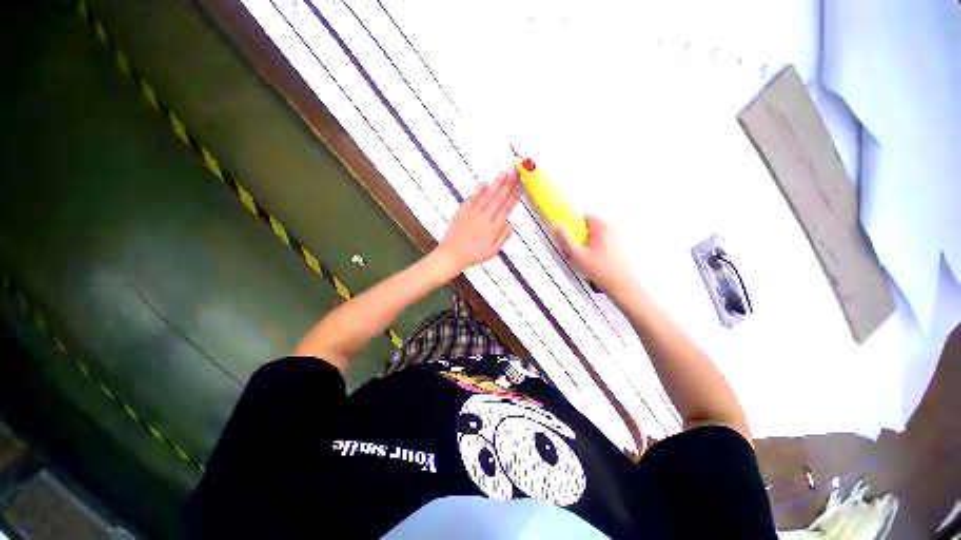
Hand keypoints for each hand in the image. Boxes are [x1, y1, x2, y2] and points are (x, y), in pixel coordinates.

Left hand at [436, 169, 520, 271]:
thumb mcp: (493, 251)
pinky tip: (486, 181)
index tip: (520, 186)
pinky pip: (473, 196)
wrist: (452, 254)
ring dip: (497, 183)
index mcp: (493, 228)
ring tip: (505, 172)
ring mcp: (473, 212)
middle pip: (499, 198)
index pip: (506, 209)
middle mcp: (485, 218)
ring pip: (488, 195)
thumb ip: (504, 236)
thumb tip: (515, 223)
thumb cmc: (473, 254)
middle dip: (509, 184)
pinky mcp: (463, 210)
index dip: (514, 197)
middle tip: (516, 172)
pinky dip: (479, 188)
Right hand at [555, 214, 634, 292]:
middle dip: (578, 237)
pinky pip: (600, 242)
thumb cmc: (602, 271)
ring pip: (593, 235)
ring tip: (582, 258)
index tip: (568, 236)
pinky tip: (591, 261)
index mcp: (602, 228)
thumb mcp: (577, 255)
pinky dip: (593, 248)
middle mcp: (611, 229)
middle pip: (588, 227)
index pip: (583, 217)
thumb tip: (558, 228)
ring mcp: (616, 238)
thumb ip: (565, 240)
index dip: (573, 226)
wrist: (621, 285)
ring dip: (585, 244)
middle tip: (574, 250)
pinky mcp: (617, 246)